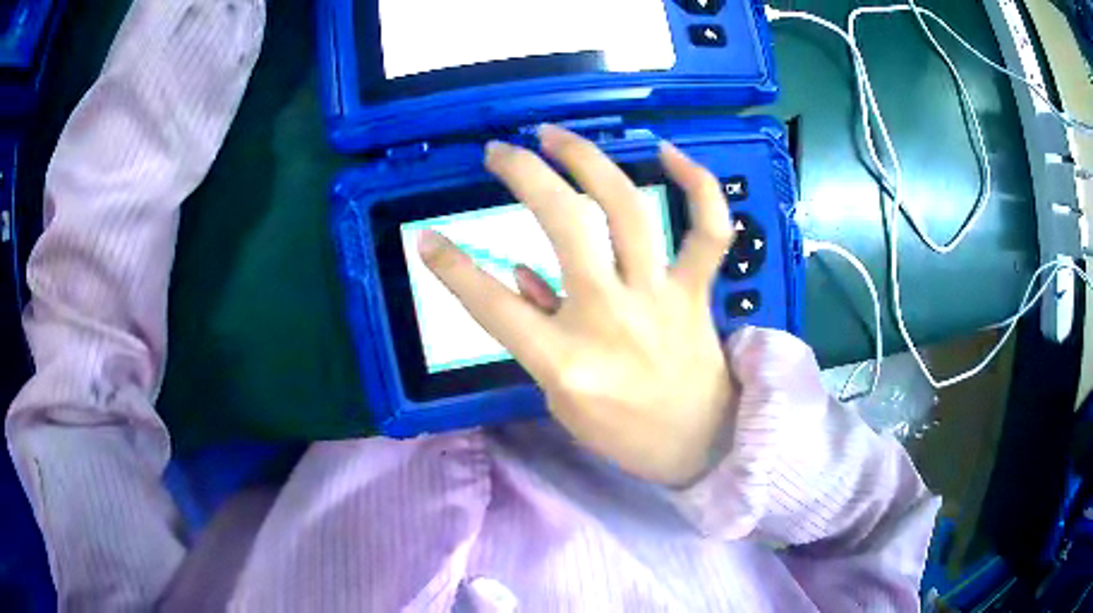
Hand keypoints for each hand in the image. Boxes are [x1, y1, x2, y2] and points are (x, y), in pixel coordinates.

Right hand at [418, 125, 736, 485]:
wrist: (700, 445)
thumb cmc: (623, 432)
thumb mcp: (560, 399)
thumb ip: (536, 331)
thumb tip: (519, 272)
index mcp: (565, 360)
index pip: (492, 306)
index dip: (452, 268)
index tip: (427, 238)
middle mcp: (609, 317)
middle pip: (564, 227)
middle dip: (525, 176)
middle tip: (500, 151)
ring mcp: (658, 298)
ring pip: (626, 210)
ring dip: (587, 161)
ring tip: (554, 135)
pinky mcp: (696, 291)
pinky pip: (708, 231)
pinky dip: (697, 186)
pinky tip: (668, 151)